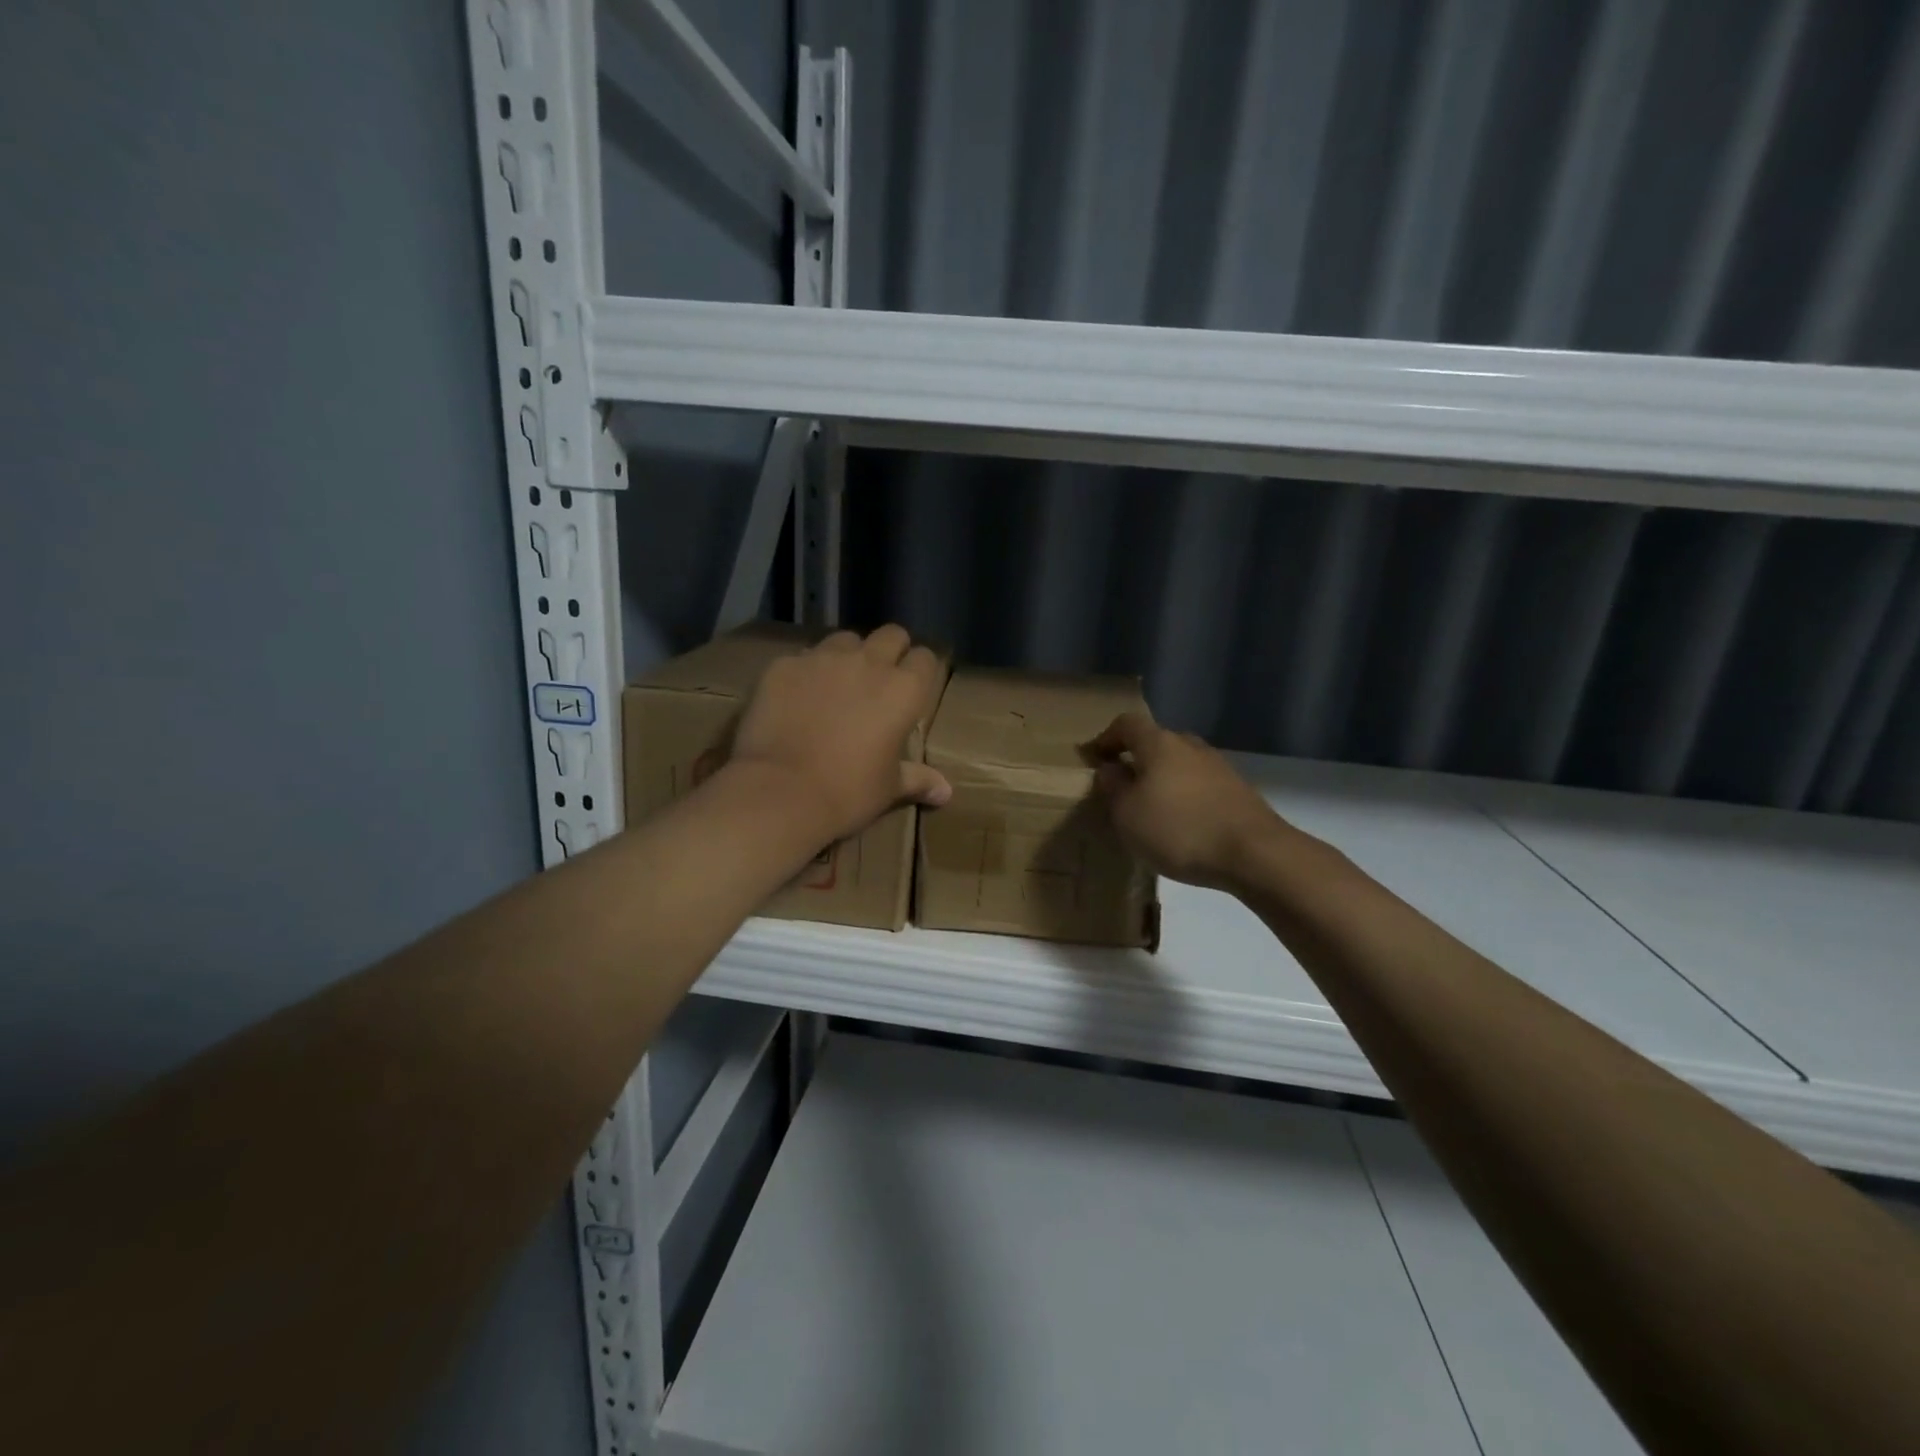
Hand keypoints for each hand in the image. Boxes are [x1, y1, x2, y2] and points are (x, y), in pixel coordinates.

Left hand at [729, 624, 949, 844]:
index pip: (925, 658)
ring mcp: (823, 658)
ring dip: (847, 656)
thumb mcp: (888, 789)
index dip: (920, 672)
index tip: (913, 690)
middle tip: (879, 681)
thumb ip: (918, 779)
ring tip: (837, 684)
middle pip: (890, 635)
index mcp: (904, 689)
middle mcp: (868, 662)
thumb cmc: (848, 792)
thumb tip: (946, 793)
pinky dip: (806, 672)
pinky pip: (803, 657)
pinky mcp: (784, 665)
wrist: (780, 792)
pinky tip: (796, 698)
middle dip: (890, 651)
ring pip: (845, 639)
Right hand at [1086, 713, 1280, 890]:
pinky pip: (1199, 784)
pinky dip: (1183, 796)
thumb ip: (1113, 788)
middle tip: (1120, 785)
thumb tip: (1110, 769)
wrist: (1255, 853)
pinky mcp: (1237, 790)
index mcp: (1159, 743)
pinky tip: (1181, 823)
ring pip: (1179, 764)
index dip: (1106, 738)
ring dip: (1161, 779)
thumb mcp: (1128, 815)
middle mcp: (1190, 746)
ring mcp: (1218, 766)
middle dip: (1135, 759)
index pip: (1127, 724)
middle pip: (1156, 742)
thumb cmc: (1179, 829)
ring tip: (1150, 808)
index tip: (1093, 758)